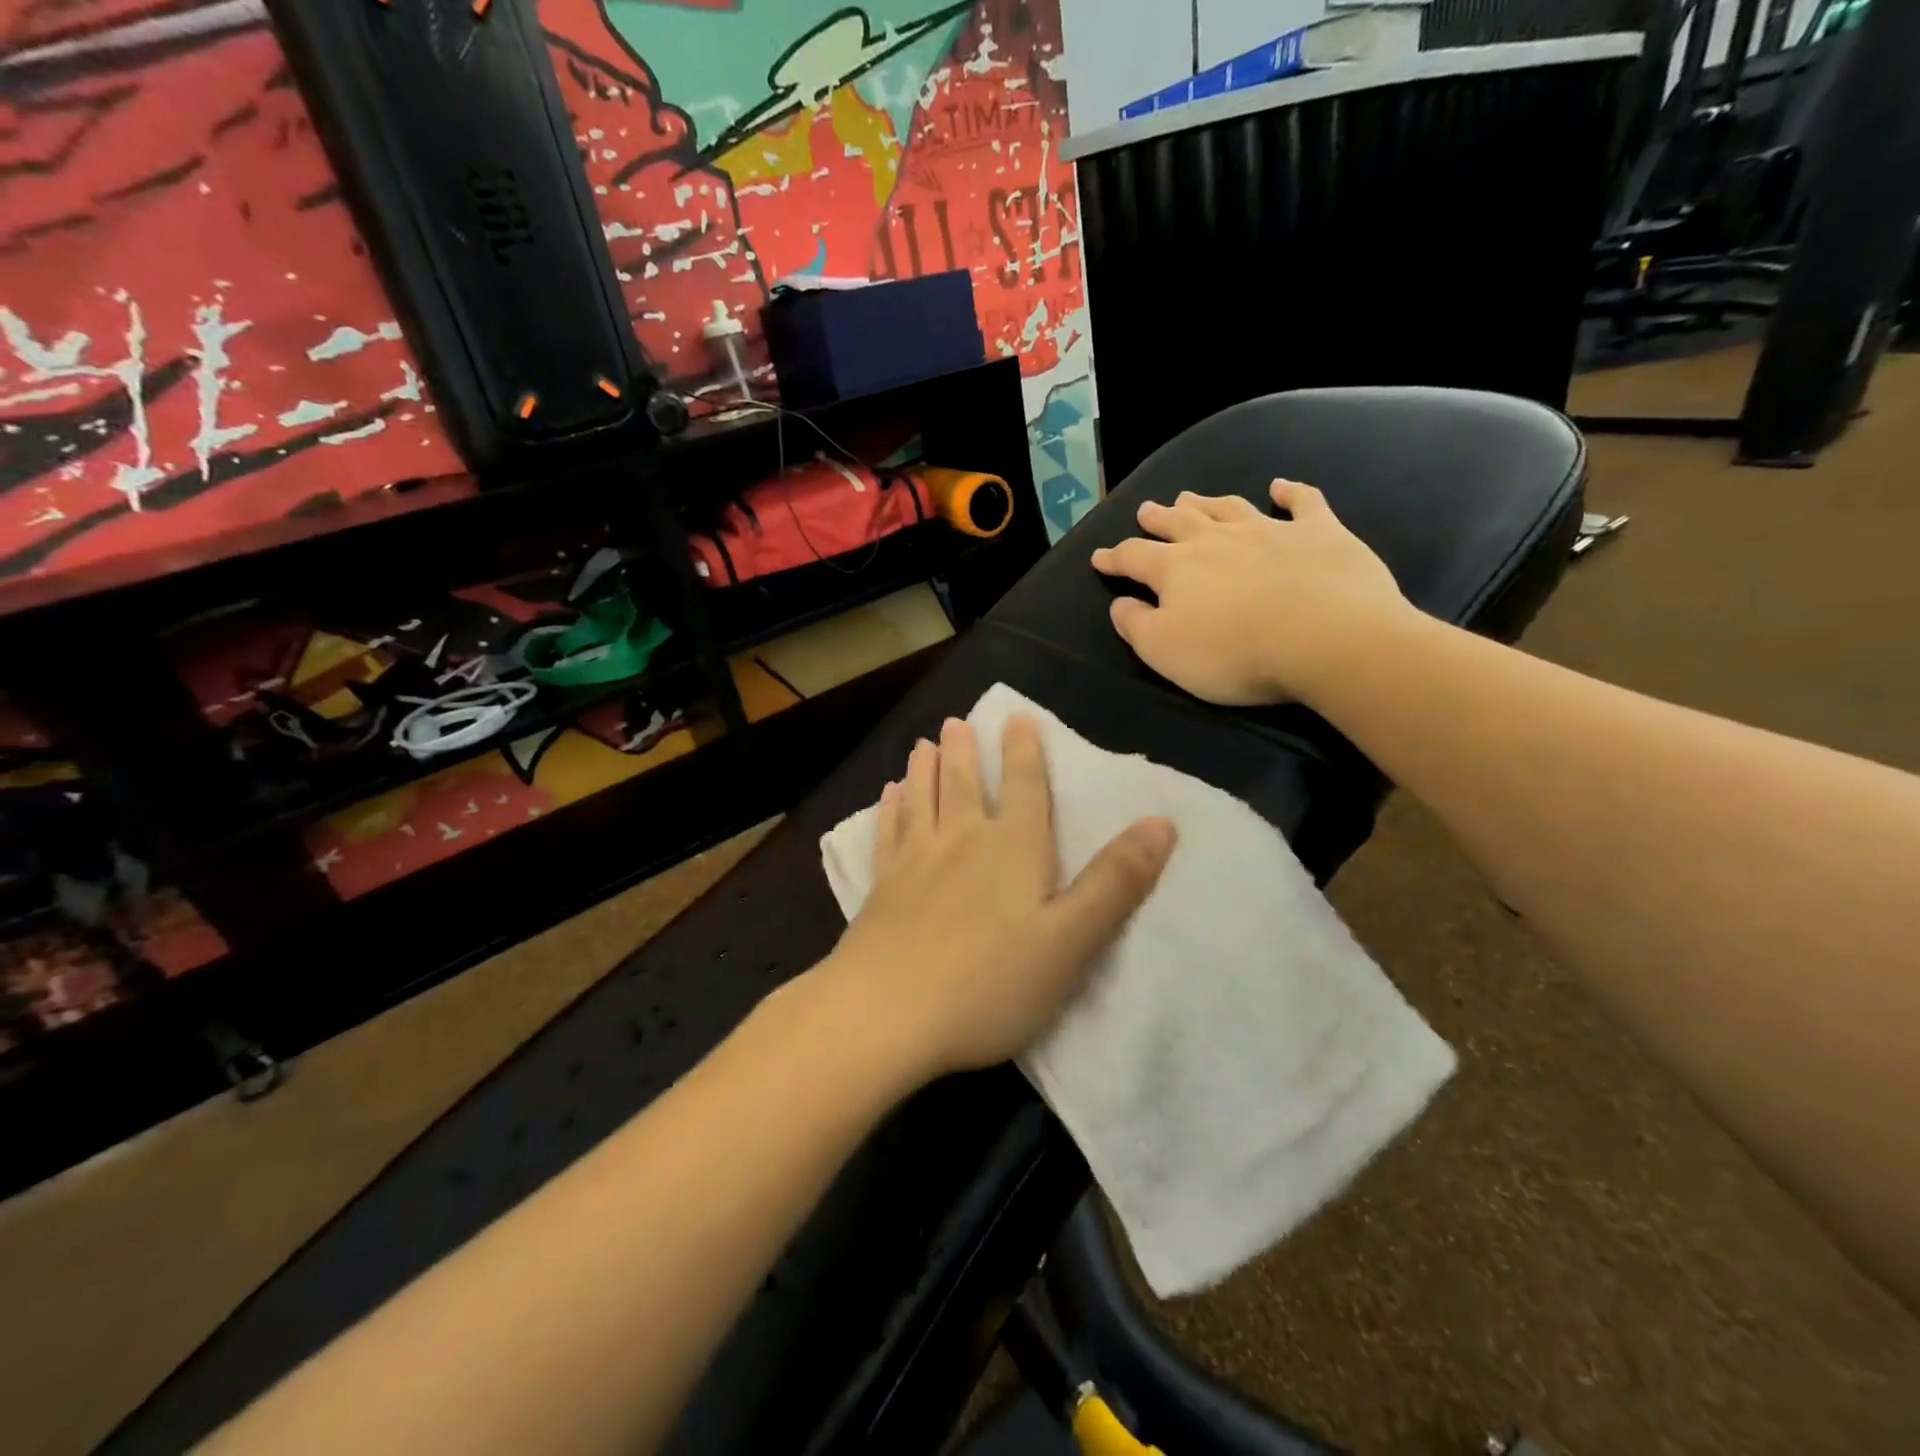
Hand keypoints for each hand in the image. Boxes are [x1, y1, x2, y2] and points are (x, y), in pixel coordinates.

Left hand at [820, 716, 1175, 1080]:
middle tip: (955, 722)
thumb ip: (1115, 883)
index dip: (1024, 750)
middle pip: (964, 784)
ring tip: (922, 744)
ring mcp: (915, 862)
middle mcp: (961, 841)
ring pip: (922, 800)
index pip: (1024, 787)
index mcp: (1012, 849)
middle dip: (964, 751)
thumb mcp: (1071, 941)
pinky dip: (889, 810)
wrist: (887, 1013)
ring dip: (924, 770)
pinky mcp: (880, 888)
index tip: (1016, 716)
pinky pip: (887, 834)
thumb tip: (1162, 822)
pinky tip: (886, 797)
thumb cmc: (990, 983)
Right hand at [1090, 480, 1414, 708]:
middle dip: (1158, 518)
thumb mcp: (1165, 652)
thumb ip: (1136, 625)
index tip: (1099, 557)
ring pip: (1229, 508)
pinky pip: (1302, 502)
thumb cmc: (1234, 653)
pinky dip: (1289, 492)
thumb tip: (1120, 603)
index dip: (1115, 558)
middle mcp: (1217, 540)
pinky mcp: (1320, 532)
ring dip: (1207, 503)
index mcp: (1176, 568)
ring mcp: (1270, 530)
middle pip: (1179, 523)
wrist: (1327, 638)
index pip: (1135, 557)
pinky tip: (1280, 486)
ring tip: (1190, 497)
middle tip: (1146, 510)